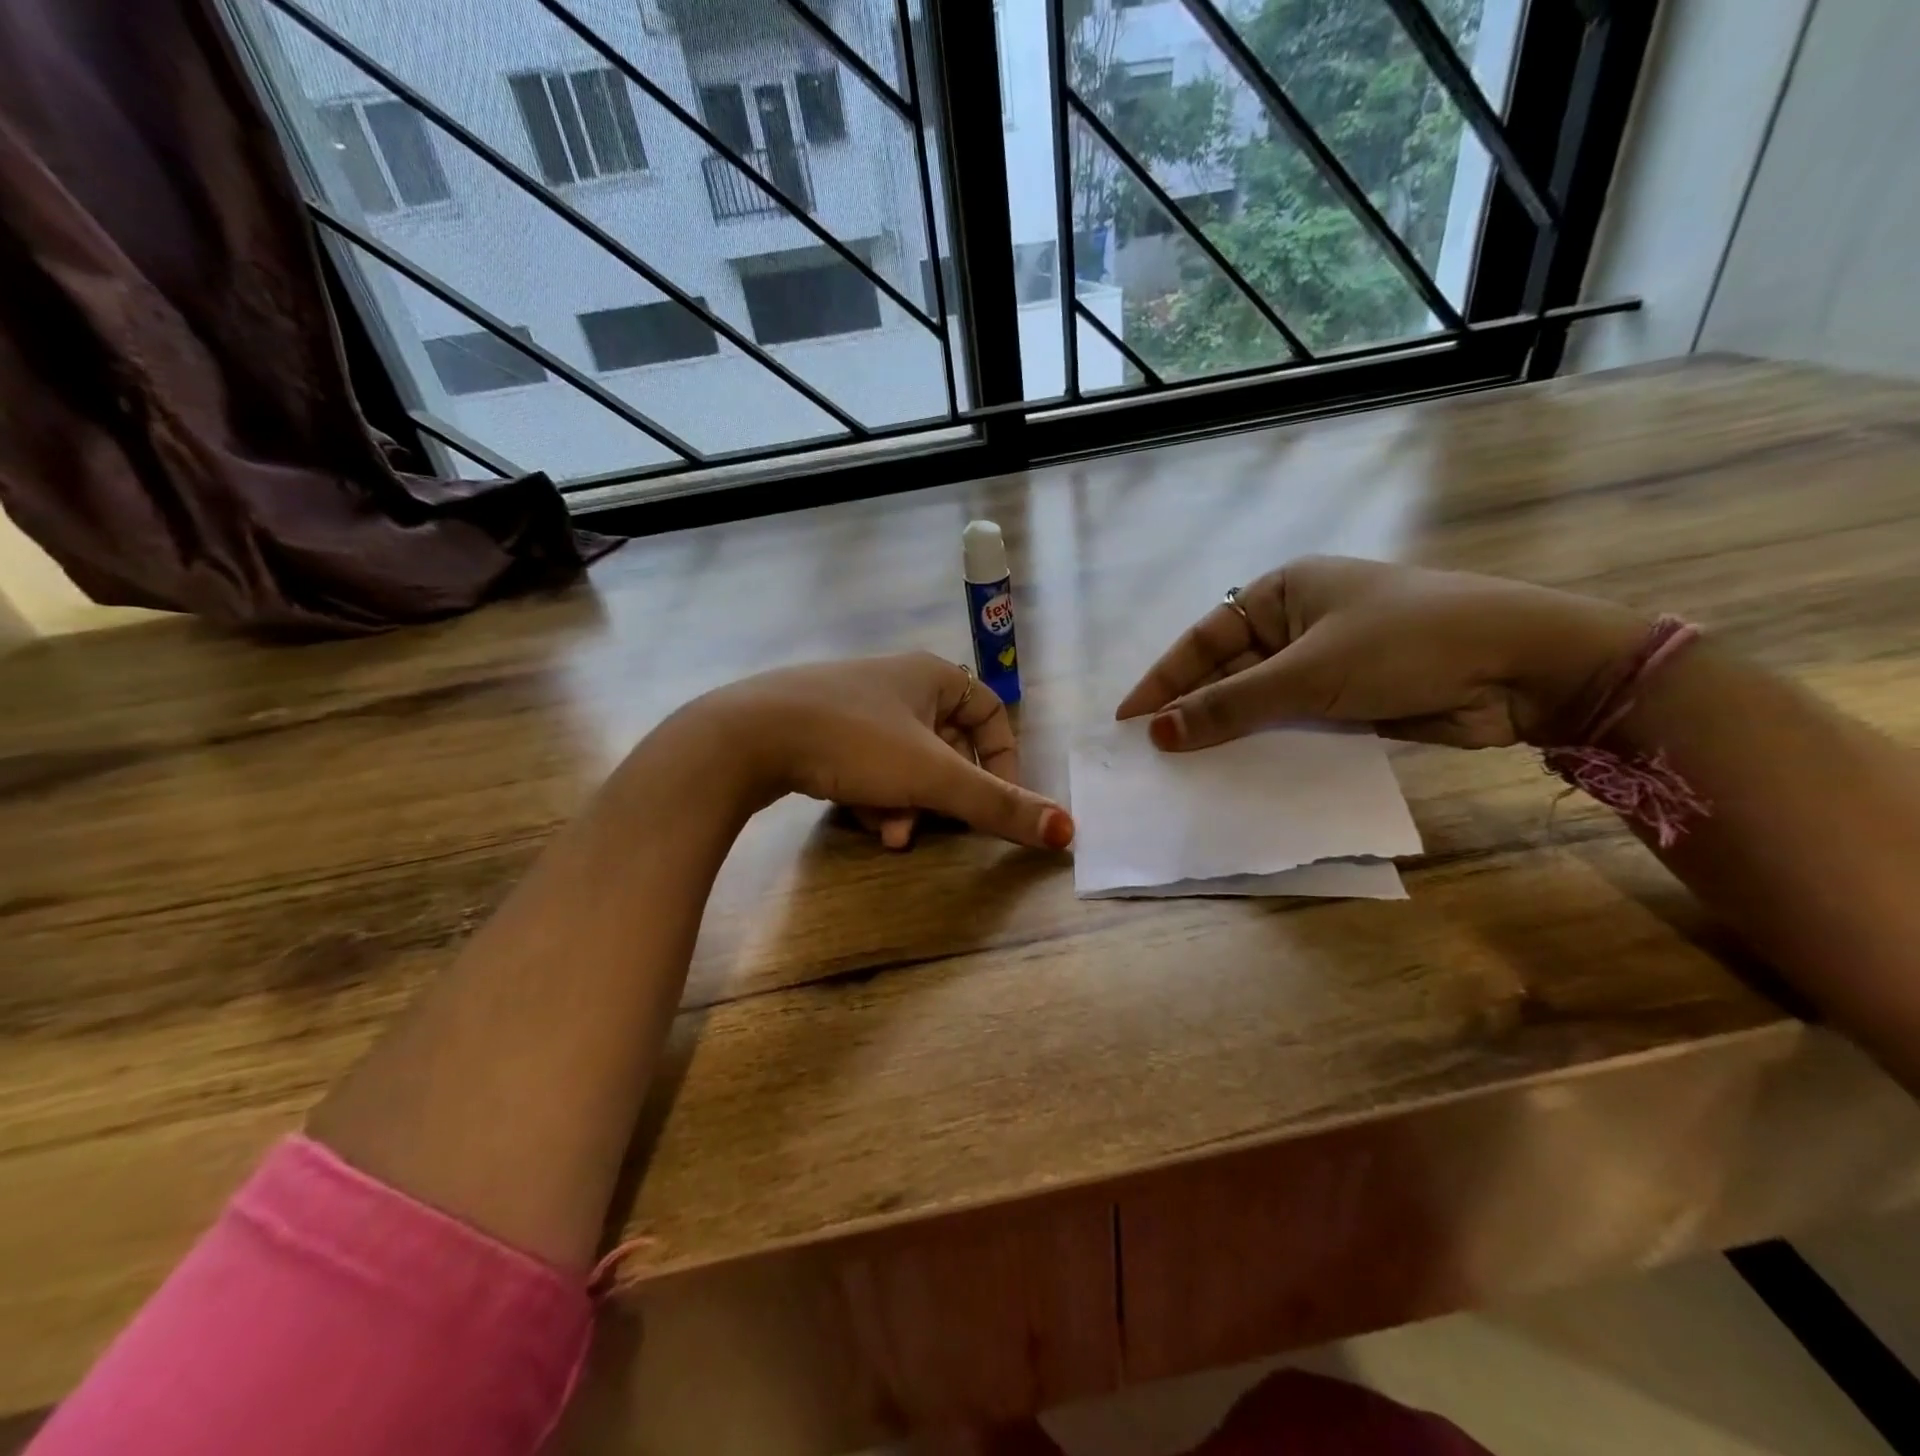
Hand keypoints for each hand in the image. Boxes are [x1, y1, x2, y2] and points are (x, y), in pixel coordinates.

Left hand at [697, 653, 1073, 850]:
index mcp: (930, 675)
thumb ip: (998, 805)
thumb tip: (1067, 831)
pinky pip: (866, 766)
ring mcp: (854, 705)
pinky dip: (871, 796)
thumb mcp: (932, 776)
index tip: (996, 798)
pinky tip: (859, 820)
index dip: (1003, 756)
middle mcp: (896, 683)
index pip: (990, 710)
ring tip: (889, 834)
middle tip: (936, 827)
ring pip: (904, 762)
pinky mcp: (819, 729)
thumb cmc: (854, 741)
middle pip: (945, 745)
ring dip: (906, 803)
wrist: (747, 736)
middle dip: (944, 794)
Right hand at [1116, 556, 1648, 751]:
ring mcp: (1323, 664)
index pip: (1204, 639)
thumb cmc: (1405, 643)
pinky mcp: (1348, 702)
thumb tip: (1159, 733)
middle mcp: (1297, 624)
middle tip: (1152, 753)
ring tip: (1185, 771)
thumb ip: (1231, 705)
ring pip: (1259, 704)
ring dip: (1228, 734)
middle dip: (1193, 711)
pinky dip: (1266, 747)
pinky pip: (1291, 726)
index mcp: (1282, 593)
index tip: (1129, 719)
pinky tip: (1238, 775)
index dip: (1164, 680)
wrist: (1522, 667)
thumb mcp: (1308, 671)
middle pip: (1228, 673)